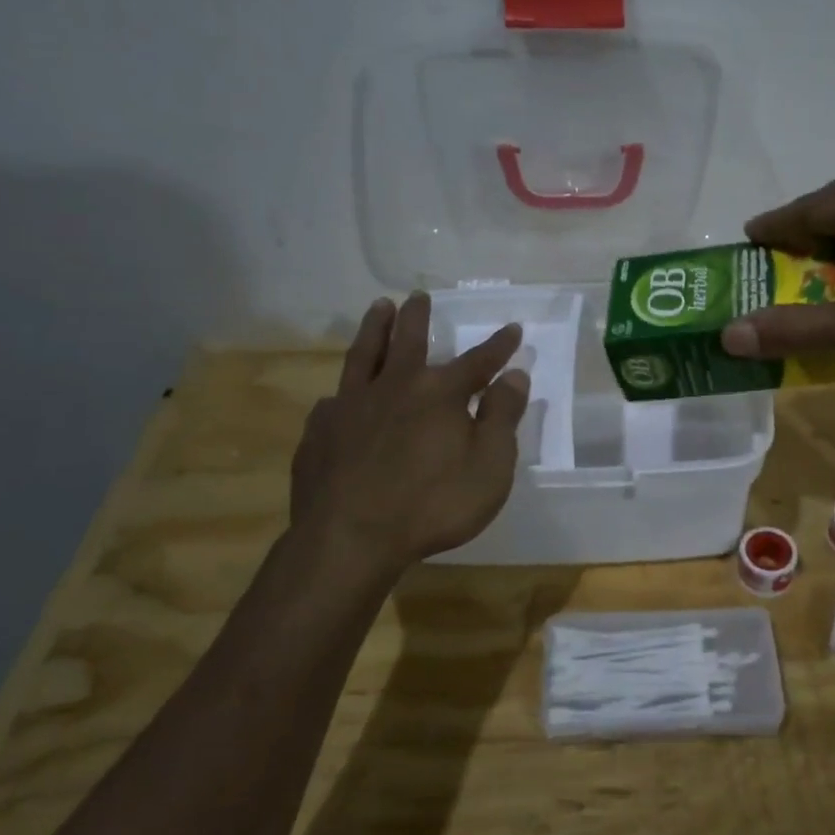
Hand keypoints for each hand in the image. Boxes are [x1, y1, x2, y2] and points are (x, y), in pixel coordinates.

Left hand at [291, 293, 530, 569]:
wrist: (350, 539)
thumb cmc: (433, 505)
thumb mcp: (490, 466)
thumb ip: (502, 417)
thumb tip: (514, 375)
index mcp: (440, 393)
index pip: (477, 361)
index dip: (498, 346)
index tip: (512, 328)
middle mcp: (394, 387)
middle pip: (408, 341)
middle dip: (418, 317)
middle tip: (419, 296)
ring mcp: (351, 407)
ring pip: (364, 356)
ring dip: (374, 329)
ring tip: (379, 308)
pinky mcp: (320, 433)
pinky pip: (332, 402)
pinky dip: (341, 393)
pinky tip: (337, 397)